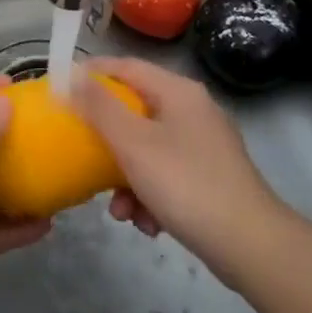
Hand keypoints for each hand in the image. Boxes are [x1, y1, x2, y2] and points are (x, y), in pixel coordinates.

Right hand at [74, 57, 283, 280]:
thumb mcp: (133, 143)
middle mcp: (194, 111)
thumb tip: (73, 75)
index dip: (92, 74)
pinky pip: (166, 175)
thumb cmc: (185, 184)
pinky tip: (147, 224)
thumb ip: (99, 107)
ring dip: (125, 178)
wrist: (250, 246)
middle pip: (135, 112)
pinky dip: (150, 196)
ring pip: (148, 149)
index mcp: (179, 92)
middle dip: (107, 141)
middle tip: (82, 155)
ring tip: (120, 211)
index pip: (126, 66)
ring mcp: (205, 146)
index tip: (61, 90)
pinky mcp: (210, 178)